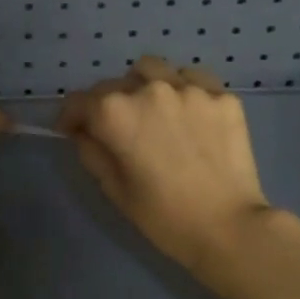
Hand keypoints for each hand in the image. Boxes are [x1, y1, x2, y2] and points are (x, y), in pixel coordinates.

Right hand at [58, 56, 283, 281]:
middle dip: (106, 105)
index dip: (70, 117)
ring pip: (153, 70)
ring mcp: (189, 88)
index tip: (72, 131)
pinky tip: (187, 113)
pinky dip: (182, 89)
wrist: (229, 228)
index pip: (79, 101)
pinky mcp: (222, 95)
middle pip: (114, 84)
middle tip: (116, 130)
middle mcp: (149, 89)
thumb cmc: (163, 216)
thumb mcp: (114, 189)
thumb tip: (83, 131)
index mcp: (115, 113)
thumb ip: (91, 151)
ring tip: (152, 112)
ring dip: (143, 86)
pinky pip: (192, 79)